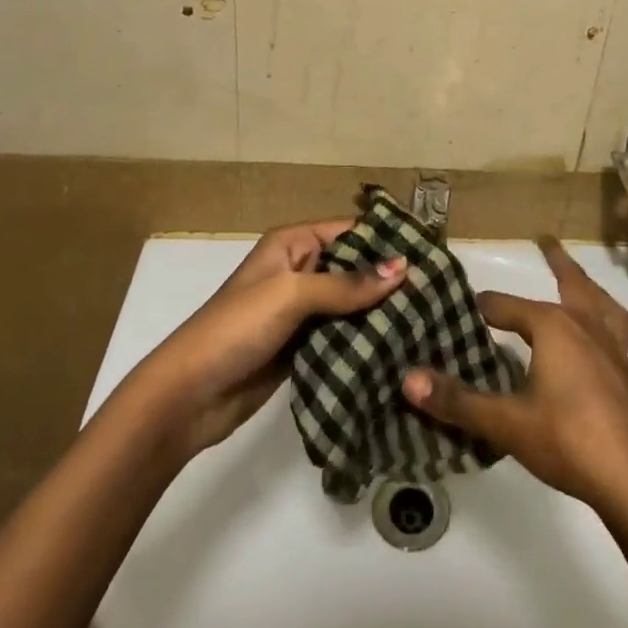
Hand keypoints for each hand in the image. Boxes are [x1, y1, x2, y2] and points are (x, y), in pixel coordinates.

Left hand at [134, 220, 404, 460]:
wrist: (189, 396)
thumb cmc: (236, 328)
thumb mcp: (291, 295)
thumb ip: (347, 284)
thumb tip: (402, 268)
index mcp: (292, 244)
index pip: (349, 231)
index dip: (386, 240)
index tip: (431, 252)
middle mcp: (298, 270)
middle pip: (353, 267)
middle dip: (389, 278)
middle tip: (439, 291)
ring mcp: (300, 311)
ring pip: (350, 304)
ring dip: (380, 311)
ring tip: (430, 318)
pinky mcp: (302, 347)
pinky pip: (341, 335)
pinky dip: (365, 339)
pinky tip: (400, 346)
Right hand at [403, 236, 627, 513]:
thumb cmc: (566, 439)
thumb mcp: (504, 422)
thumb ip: (457, 400)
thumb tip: (407, 379)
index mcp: (554, 328)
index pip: (509, 307)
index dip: (486, 306)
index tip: (467, 307)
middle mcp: (588, 330)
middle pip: (573, 285)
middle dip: (558, 262)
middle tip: (547, 242)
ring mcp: (617, 357)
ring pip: (608, 312)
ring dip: (595, 296)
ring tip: (588, 288)